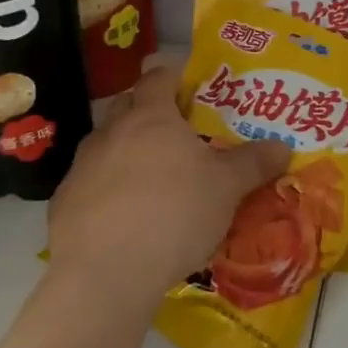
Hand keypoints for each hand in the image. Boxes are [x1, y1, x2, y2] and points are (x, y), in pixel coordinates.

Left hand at [46, 65, 291, 304]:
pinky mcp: (64, 202)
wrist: (105, 272)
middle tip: (175, 131)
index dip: (173, 75)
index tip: (189, 84)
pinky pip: (89, 183)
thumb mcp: (227, 188)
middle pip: (127, 105)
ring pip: (106, 144)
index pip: (158, 77)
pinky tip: (123, 217)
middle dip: (147, 111)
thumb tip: (283, 146)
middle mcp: (112, 131)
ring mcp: (82, 166)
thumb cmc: (174, 213)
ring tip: (151, 178)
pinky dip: (106, 189)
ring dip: (125, 151)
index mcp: (151, 116)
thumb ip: (254, 163)